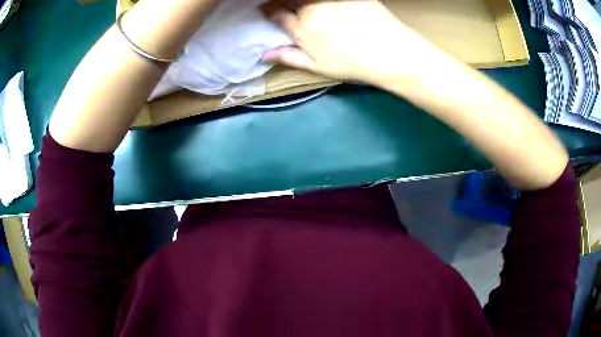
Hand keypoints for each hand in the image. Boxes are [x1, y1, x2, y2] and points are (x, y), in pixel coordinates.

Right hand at [262, 0, 448, 84]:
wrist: (390, 51)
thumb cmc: (354, 63)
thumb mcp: (318, 67)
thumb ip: (290, 57)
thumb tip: (265, 55)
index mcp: (302, 28)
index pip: (275, 13)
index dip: (269, 9)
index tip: (269, 8)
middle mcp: (312, 8)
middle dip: (285, 1)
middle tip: (291, 6)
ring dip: (305, 0)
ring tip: (311, 6)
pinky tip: (330, 5)